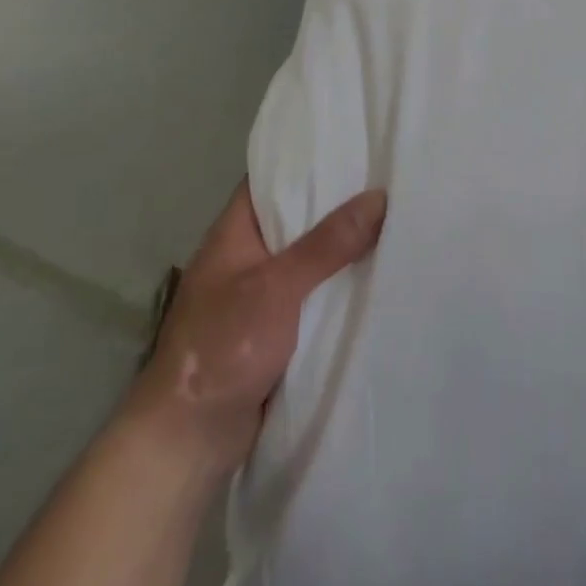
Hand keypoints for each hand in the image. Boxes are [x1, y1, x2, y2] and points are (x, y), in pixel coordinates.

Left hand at [128, 181, 387, 480]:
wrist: (188, 442)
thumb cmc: (223, 348)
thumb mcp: (276, 288)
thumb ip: (326, 244)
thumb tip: (379, 197)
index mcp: (235, 234)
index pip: (272, 178)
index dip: (309, 158)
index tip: (354, 143)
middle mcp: (248, 257)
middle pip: (298, 217)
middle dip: (339, 202)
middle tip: (390, 178)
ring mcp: (262, 294)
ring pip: (311, 257)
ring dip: (344, 246)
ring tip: (396, 218)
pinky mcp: (277, 329)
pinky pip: (315, 294)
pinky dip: (341, 284)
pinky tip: (378, 274)